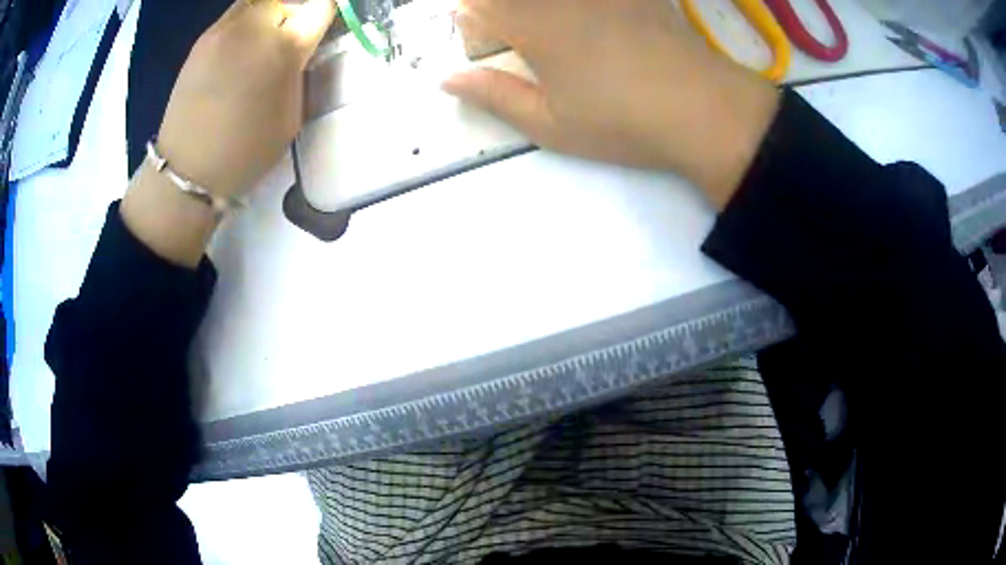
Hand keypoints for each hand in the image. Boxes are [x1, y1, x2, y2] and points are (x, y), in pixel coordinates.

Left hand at [122, 0, 334, 266]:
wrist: (186, 170)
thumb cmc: (245, 151)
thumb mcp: (292, 115)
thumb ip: (301, 69)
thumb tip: (304, 45)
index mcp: (283, 48)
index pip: (321, 6)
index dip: (327, 14)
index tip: (324, 27)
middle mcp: (253, 27)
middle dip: (298, 11)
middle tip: (294, 35)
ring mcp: (223, 29)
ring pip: (260, 0)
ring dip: (272, 11)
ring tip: (269, 37)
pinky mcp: (203, 38)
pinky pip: (236, 14)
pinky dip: (248, 21)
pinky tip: (244, 47)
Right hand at [444, 0, 780, 207]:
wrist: (702, 110)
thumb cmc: (622, 123)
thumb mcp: (550, 125)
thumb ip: (493, 96)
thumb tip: (447, 80)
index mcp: (533, 26)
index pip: (477, 4)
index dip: (472, 18)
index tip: (486, 39)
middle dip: (501, 12)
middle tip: (516, 34)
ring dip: (540, 11)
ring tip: (560, 41)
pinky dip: (584, 9)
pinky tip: (593, 24)